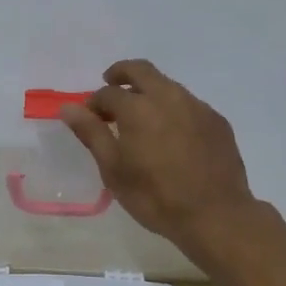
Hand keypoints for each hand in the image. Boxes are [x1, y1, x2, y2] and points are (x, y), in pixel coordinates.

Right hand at [60, 59, 255, 250]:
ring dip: (149, 92)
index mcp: (138, 107)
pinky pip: (189, 104)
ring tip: (141, 117)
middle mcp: (168, 96)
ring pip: (167, 85)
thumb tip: (68, 108)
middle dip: (121, 74)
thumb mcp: (114, 170)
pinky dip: (173, 109)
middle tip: (111, 85)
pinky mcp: (217, 120)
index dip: (94, 103)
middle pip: (141, 70)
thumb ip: (91, 133)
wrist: (215, 215)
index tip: (90, 118)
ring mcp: (197, 106)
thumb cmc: (155, 196)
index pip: (107, 93)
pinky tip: (172, 135)